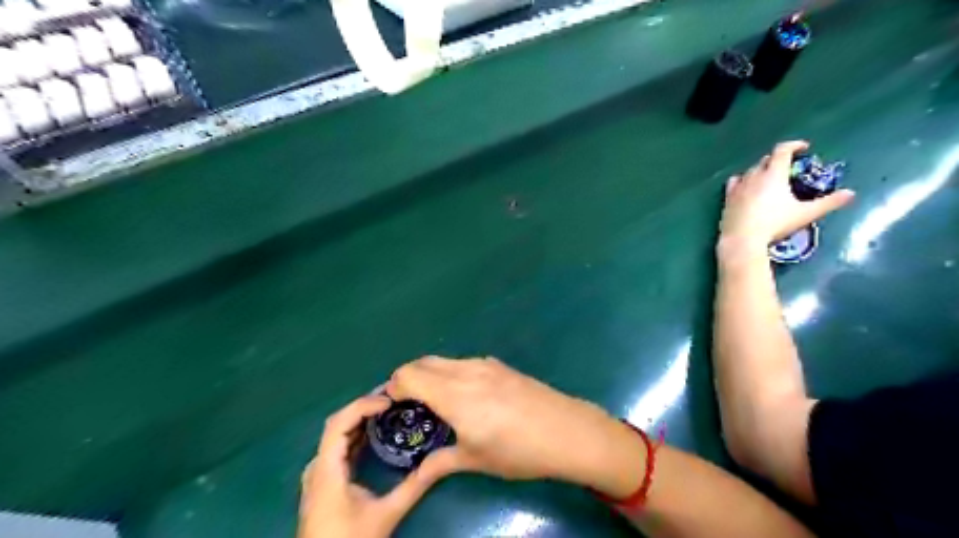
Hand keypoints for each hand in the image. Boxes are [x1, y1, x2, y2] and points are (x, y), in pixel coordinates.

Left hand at [298, 393, 464, 537]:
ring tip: (389, 409)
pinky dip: (357, 433)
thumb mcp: (386, 515)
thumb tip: (440, 462)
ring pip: (337, 434)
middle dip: (365, 407)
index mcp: (326, 470)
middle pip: (338, 423)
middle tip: (394, 398)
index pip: (339, 423)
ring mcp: (318, 473)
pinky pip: (338, 446)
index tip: (389, 401)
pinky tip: (375, 432)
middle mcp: (318, 466)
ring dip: (361, 418)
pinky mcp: (323, 480)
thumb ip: (413, 487)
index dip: (362, 405)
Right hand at [384, 357, 648, 499]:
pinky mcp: (500, 365)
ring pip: (444, 360)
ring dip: (430, 374)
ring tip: (436, 401)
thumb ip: (439, 463)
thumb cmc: (519, 450)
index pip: (409, 375)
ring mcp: (485, 364)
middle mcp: (466, 371)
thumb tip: (416, 474)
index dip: (393, 387)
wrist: (567, 431)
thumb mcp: (476, 460)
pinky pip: (463, 362)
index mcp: (454, 395)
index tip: (391, 405)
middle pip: (423, 362)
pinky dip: (450, 373)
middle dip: (408, 378)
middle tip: (408, 403)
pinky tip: (464, 395)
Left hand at [720, 140, 852, 250]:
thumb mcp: (805, 214)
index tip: (803, 147)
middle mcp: (754, 175)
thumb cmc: (775, 224)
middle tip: (789, 167)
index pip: (782, 150)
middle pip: (766, 159)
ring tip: (769, 178)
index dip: (793, 145)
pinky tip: (745, 186)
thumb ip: (828, 203)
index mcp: (774, 174)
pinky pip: (734, 182)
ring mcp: (738, 186)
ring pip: (750, 170)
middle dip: (778, 159)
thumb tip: (851, 194)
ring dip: (761, 169)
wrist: (742, 238)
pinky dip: (742, 180)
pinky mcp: (727, 198)